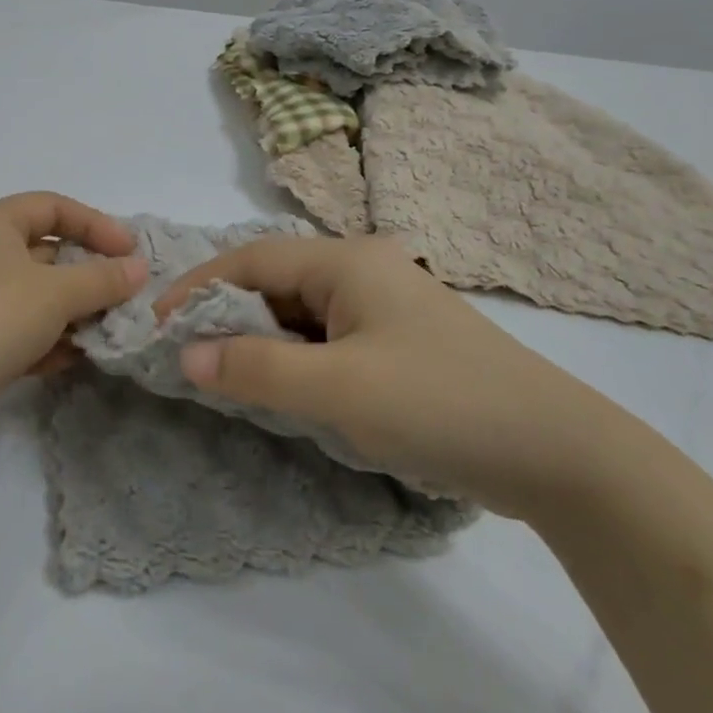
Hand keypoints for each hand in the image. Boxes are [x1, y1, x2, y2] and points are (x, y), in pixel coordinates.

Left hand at [0, 193, 147, 459]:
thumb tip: (138, 270)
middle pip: (45, 253)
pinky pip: (20, 331)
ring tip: (108, 331)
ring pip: (35, 296)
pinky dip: (49, 340)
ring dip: (73, 312)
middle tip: (126, 296)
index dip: (95, 224)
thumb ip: (102, 278)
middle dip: (88, 274)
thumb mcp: (55, 293)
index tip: (130, 253)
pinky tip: (74, 358)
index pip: (51, 207)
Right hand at [154, 234, 628, 518]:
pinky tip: (282, 389)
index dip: (198, 287)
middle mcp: (363, 270)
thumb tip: (187, 356)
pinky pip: (326, 340)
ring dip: (260, 340)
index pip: (252, 259)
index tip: (155, 323)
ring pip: (300, 314)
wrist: (557, 453)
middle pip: (275, 282)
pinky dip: (294, 359)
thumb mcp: (338, 390)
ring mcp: (384, 307)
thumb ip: (257, 369)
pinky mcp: (398, 344)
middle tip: (184, 354)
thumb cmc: (439, 404)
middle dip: (226, 315)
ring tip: (223, 374)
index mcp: (347, 261)